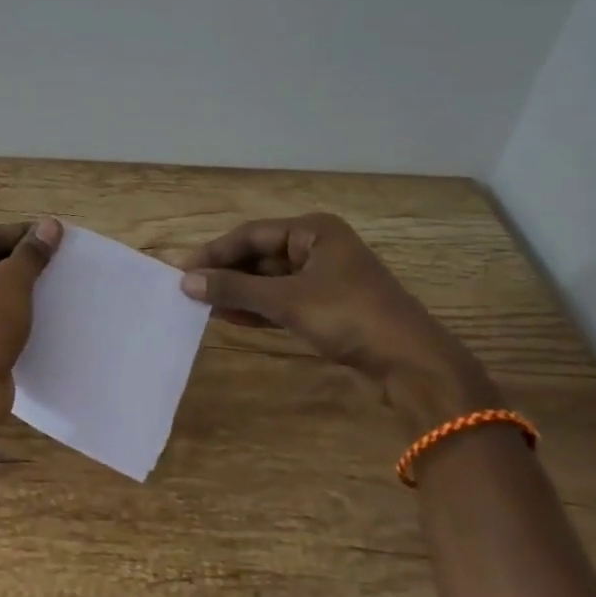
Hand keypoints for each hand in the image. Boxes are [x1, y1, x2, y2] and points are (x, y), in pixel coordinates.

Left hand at [0, 217, 61, 434]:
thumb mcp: (11, 283)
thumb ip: (31, 253)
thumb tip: (50, 225)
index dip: (20, 234)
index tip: (52, 234)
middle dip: (17, 261)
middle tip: (53, 258)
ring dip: (14, 287)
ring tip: (49, 283)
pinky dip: (7, 312)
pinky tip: (34, 312)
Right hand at [180, 213, 479, 387]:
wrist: (413, 365)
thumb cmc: (349, 317)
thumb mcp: (287, 301)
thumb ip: (235, 289)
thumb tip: (186, 282)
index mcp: (313, 231)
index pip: (251, 235)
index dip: (215, 252)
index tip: (183, 272)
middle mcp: (318, 247)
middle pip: (260, 256)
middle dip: (227, 274)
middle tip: (190, 292)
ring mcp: (325, 278)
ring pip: (270, 280)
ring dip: (239, 293)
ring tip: (204, 307)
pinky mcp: (329, 307)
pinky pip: (283, 300)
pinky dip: (258, 308)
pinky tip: (232, 319)